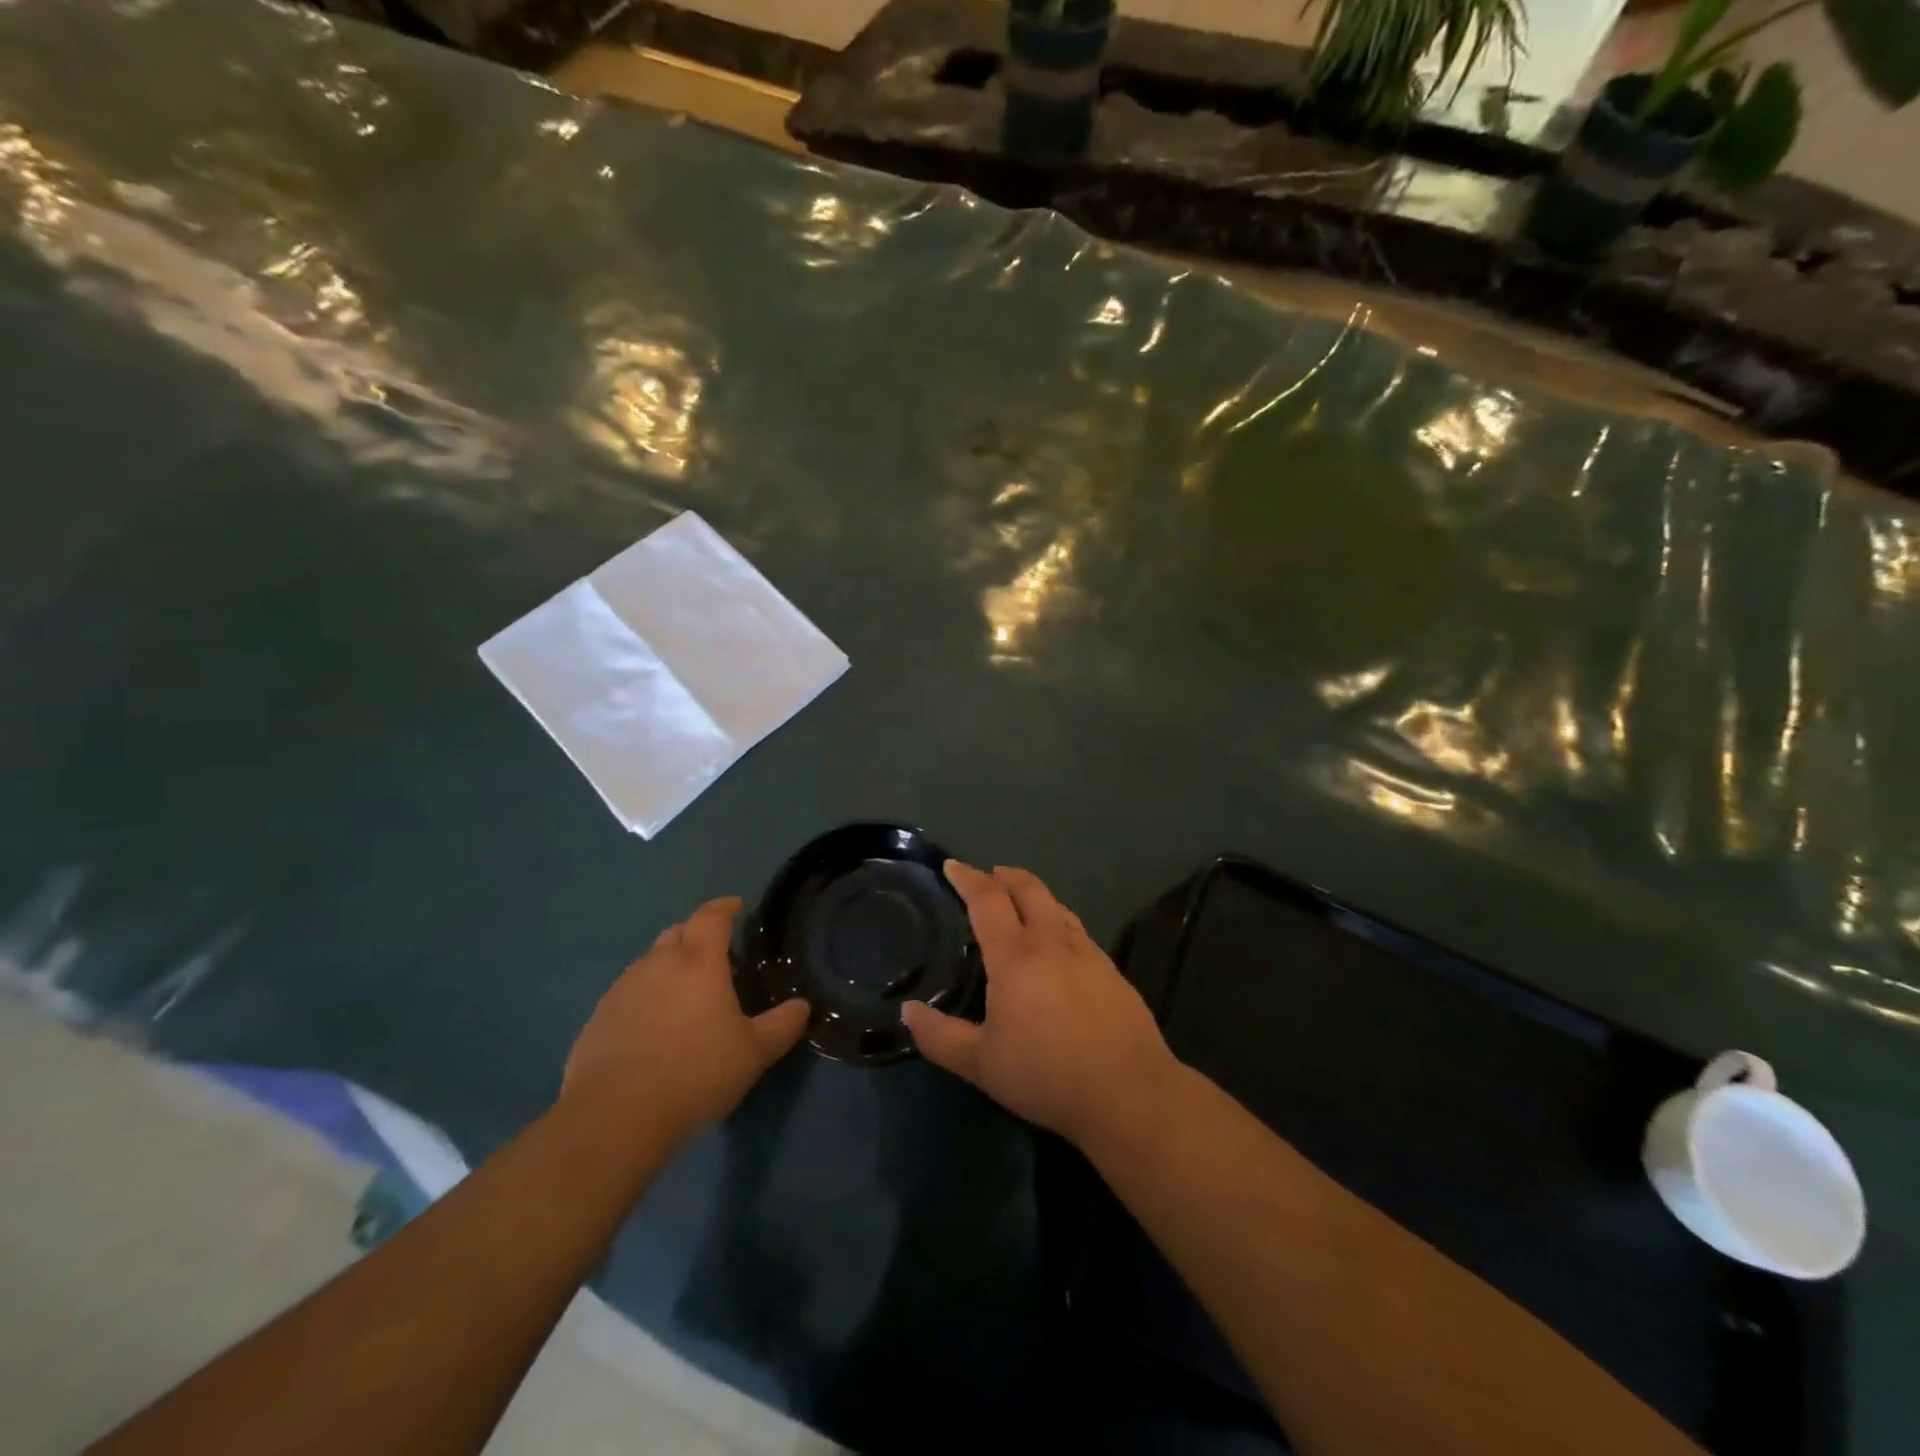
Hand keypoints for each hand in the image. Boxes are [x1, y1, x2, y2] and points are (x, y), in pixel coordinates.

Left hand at [561, 897, 808, 1146]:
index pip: (711, 916)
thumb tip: (802, 1006)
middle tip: (714, 958)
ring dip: (667, 968)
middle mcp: (657, 965)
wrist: (614, 1118)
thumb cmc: (695, 1074)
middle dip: (695, 936)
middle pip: (676, 933)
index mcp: (698, 962)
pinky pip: (626, 994)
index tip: (736, 906)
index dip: (725, 907)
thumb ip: (782, 1025)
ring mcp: (622, 990)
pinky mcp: (597, 1019)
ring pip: (648, 963)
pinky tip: (651, 1029)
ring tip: (683, 996)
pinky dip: (643, 998)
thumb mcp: (754, 1053)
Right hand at [902, 863, 1176, 1147]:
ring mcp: (1088, 952)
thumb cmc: (1046, 1075)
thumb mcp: (980, 1064)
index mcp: (1015, 956)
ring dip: (1034, 896)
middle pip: (1028, 889)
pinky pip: (1078, 930)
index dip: (967, 878)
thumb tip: (908, 1012)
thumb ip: (939, 1036)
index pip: (987, 900)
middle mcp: (1052, 942)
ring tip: (1021, 904)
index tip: (951, 866)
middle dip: (1004, 875)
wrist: (1128, 1091)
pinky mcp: (1112, 970)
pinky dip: (1058, 922)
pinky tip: (1058, 946)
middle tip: (988, 876)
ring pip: (1057, 906)